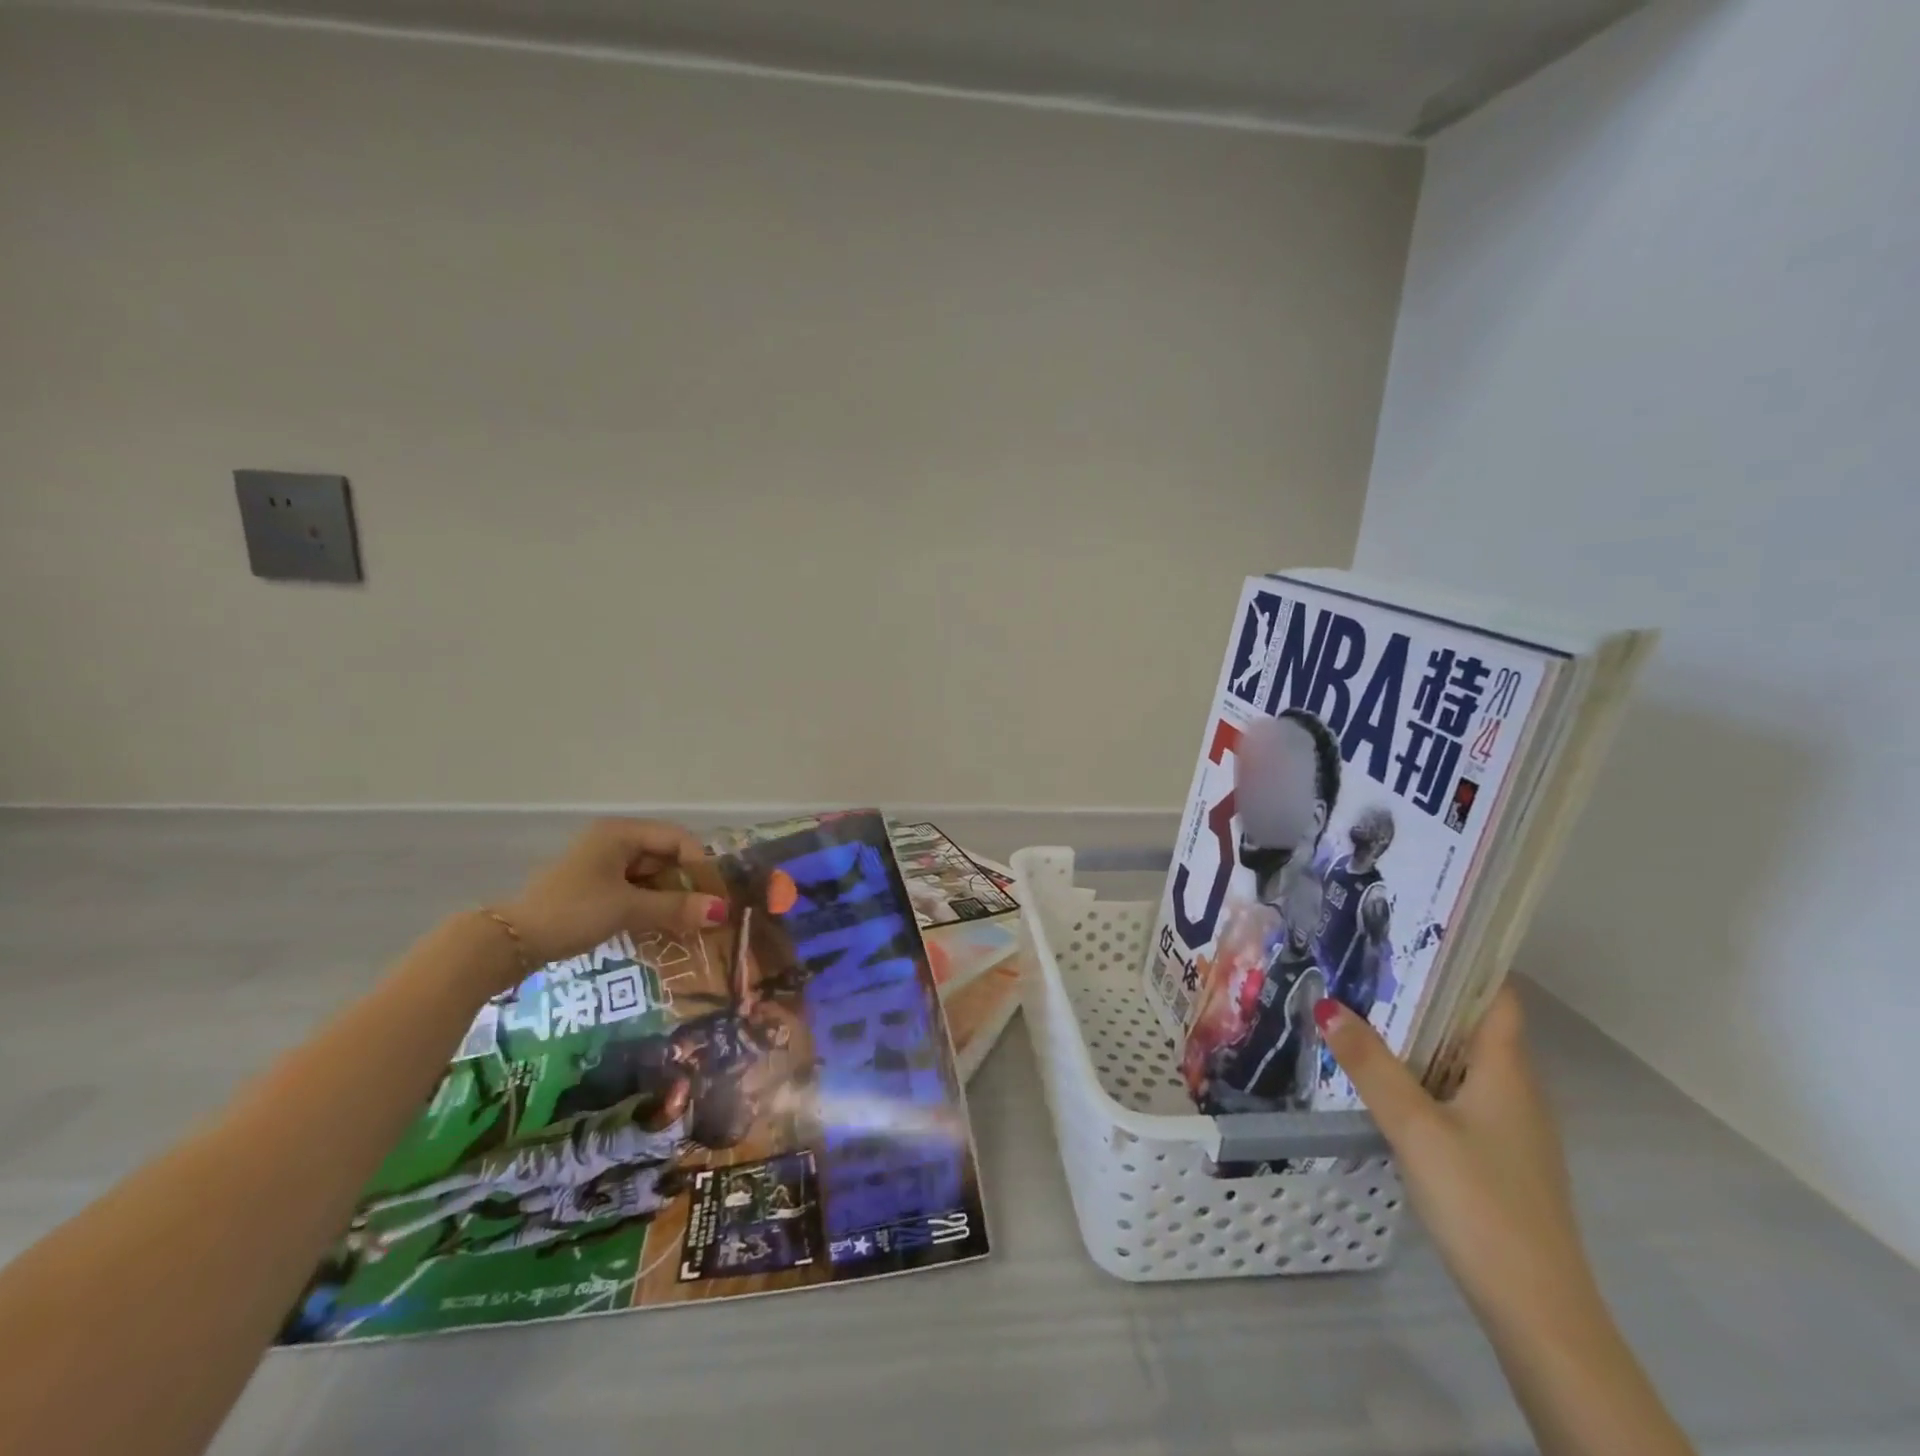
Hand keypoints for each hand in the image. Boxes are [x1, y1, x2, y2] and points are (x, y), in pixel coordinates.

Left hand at [498, 818, 726, 969]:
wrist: (508, 943)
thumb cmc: (573, 912)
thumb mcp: (628, 909)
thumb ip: (676, 908)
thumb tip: (722, 911)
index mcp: (621, 833)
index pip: (678, 839)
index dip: (701, 866)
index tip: (715, 898)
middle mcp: (613, 841)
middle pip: (665, 856)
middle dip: (687, 885)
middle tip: (705, 915)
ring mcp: (601, 864)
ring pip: (650, 876)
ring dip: (669, 899)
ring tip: (687, 925)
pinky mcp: (592, 888)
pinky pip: (634, 890)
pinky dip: (650, 906)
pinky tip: (661, 927)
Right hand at [1316, 988, 1600, 1337]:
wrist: (1538, 1311)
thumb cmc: (1481, 1202)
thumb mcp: (1414, 1126)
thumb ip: (1370, 1065)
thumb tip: (1327, 1004)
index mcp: (1506, 1071)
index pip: (1496, 997)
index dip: (1464, 961)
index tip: (1412, 933)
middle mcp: (1516, 1091)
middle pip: (1473, 1026)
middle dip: (1424, 996)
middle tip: (1366, 969)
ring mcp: (1511, 1128)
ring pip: (1463, 1064)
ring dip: (1420, 1038)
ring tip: (1364, 1014)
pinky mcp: (1498, 1159)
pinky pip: (1459, 1096)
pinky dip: (1425, 1077)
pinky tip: (1386, 1084)